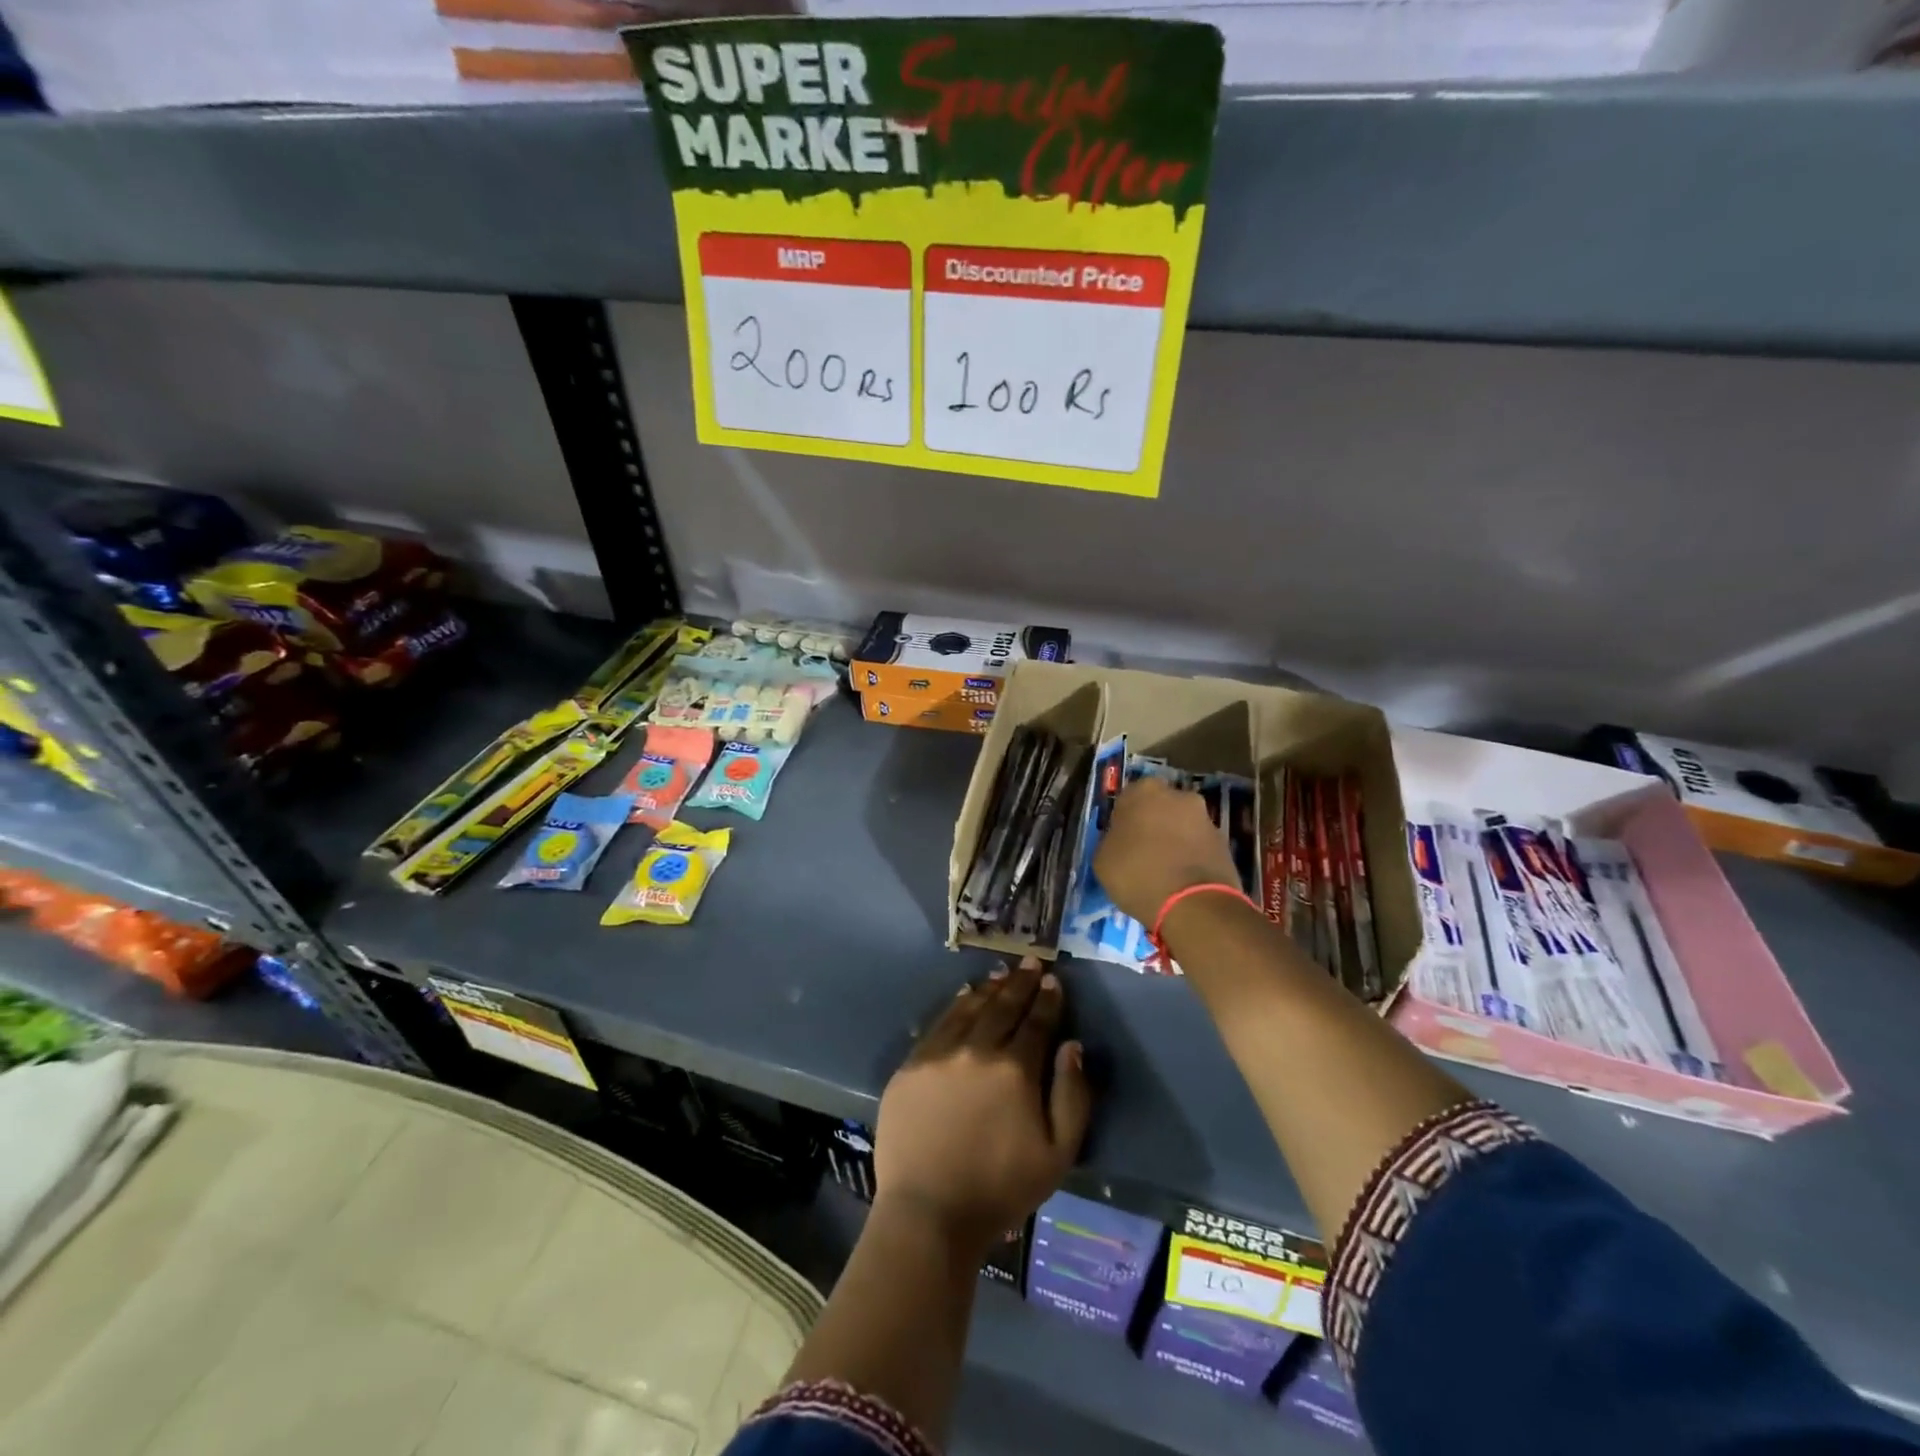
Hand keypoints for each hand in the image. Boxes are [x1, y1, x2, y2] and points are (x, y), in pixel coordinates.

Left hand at [875, 959, 1092, 1256]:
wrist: (929, 1211)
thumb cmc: (1002, 1188)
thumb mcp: (1058, 1153)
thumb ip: (1072, 1095)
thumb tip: (1072, 1045)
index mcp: (1015, 1069)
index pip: (1036, 1022)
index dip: (1047, 999)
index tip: (1053, 980)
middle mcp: (977, 1049)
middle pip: (1003, 1007)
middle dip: (1020, 982)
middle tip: (1030, 961)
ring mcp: (940, 1053)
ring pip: (970, 1008)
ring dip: (990, 988)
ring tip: (1002, 973)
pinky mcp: (912, 1064)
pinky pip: (939, 1023)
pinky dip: (956, 1005)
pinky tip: (966, 996)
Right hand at [1094, 777, 1240, 924]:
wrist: (1194, 904)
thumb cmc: (1138, 874)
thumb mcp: (1103, 860)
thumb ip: (1111, 841)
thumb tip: (1121, 842)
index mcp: (1143, 791)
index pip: (1127, 799)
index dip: (1123, 821)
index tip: (1120, 841)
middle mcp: (1178, 795)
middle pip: (1159, 808)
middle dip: (1152, 825)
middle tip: (1142, 854)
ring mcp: (1206, 818)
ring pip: (1181, 826)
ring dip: (1174, 841)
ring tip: (1164, 872)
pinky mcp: (1225, 843)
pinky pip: (1199, 846)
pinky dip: (1191, 857)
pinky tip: (1182, 881)